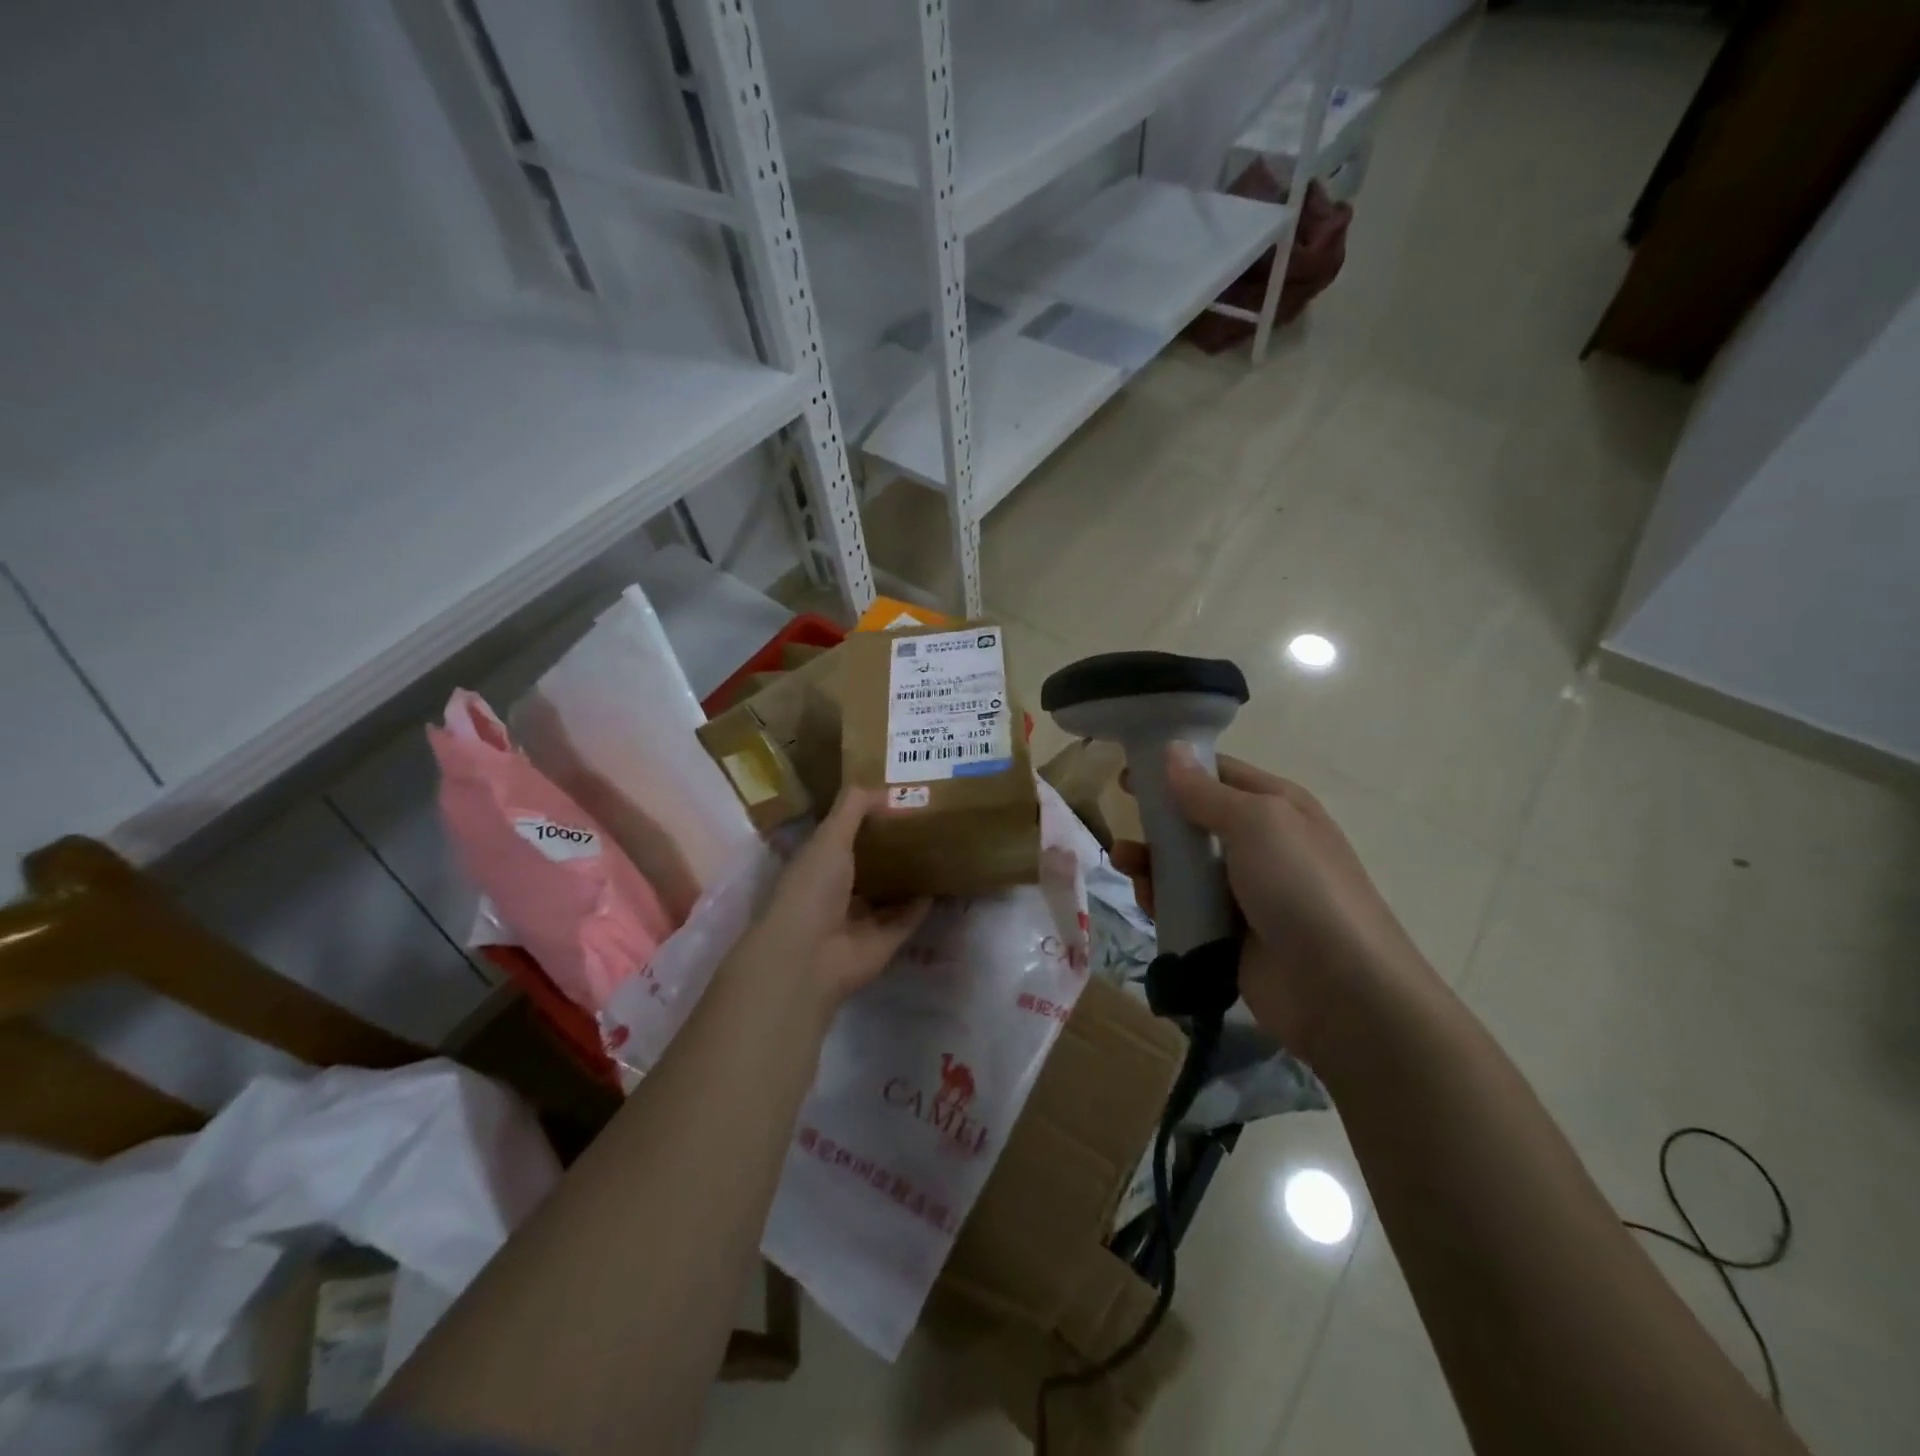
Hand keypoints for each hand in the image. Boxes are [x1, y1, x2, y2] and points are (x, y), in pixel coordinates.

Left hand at [735, 787, 930, 1012]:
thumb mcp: (829, 837)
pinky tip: (944, 882)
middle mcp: (839, 890)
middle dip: (894, 847)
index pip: (844, 836)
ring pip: (891, 892)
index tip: (898, 798)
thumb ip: (853, 808)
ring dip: (910, 876)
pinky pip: (908, 918)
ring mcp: (862, 918)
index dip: (867, 818)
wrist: (809, 955)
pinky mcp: (884, 941)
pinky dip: (923, 904)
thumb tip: (883, 788)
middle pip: (871, 865)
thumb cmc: (812, 888)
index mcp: (819, 864)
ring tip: (942, 848)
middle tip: (929, 821)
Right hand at [1110, 746, 1423, 1063]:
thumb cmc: (1301, 887)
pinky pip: (1185, 908)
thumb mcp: (1257, 823)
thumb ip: (1207, 791)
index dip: (1175, 768)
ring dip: (1151, 861)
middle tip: (1121, 821)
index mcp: (1277, 807)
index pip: (1219, 774)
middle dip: (1158, 820)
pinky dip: (1161, 901)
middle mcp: (1262, 845)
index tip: (1129, 772)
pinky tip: (1145, 901)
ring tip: (1124, 863)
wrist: (1341, 990)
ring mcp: (1246, 893)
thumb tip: (1172, 750)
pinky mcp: (1229, 934)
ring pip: (1185, 867)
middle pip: (1196, 821)